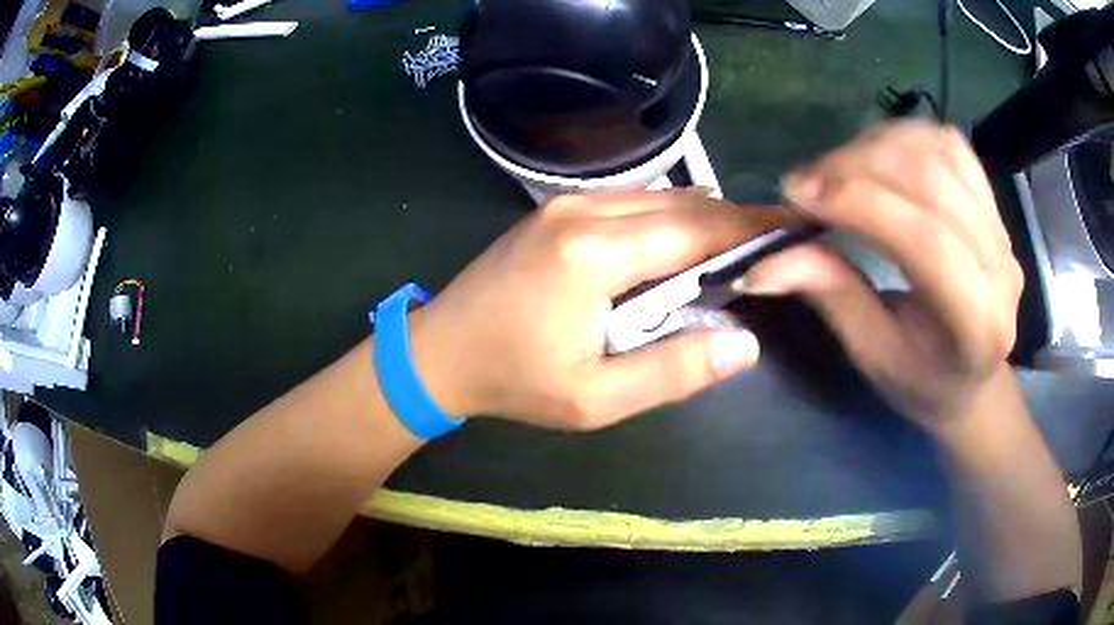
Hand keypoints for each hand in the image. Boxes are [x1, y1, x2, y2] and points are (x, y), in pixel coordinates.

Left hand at [407, 191, 786, 429]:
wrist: (439, 351)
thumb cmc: (515, 381)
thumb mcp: (596, 399)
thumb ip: (673, 371)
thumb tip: (743, 344)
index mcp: (595, 254)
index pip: (696, 230)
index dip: (750, 229)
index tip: (793, 229)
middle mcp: (584, 211)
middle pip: (682, 205)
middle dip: (733, 222)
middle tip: (773, 245)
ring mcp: (567, 203)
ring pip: (659, 198)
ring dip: (702, 220)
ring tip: (736, 250)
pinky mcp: (558, 208)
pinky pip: (632, 202)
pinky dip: (668, 219)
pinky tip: (681, 247)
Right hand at [743, 121, 1023, 429]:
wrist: (972, 374)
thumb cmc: (922, 380)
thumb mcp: (872, 354)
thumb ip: (831, 296)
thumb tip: (763, 263)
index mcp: (977, 324)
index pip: (926, 241)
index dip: (860, 203)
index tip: (796, 193)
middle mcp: (1001, 268)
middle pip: (932, 182)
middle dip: (859, 167)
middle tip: (806, 183)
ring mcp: (1002, 228)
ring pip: (939, 151)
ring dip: (877, 145)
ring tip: (836, 170)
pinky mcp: (993, 203)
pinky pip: (949, 145)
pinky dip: (904, 136)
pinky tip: (875, 154)